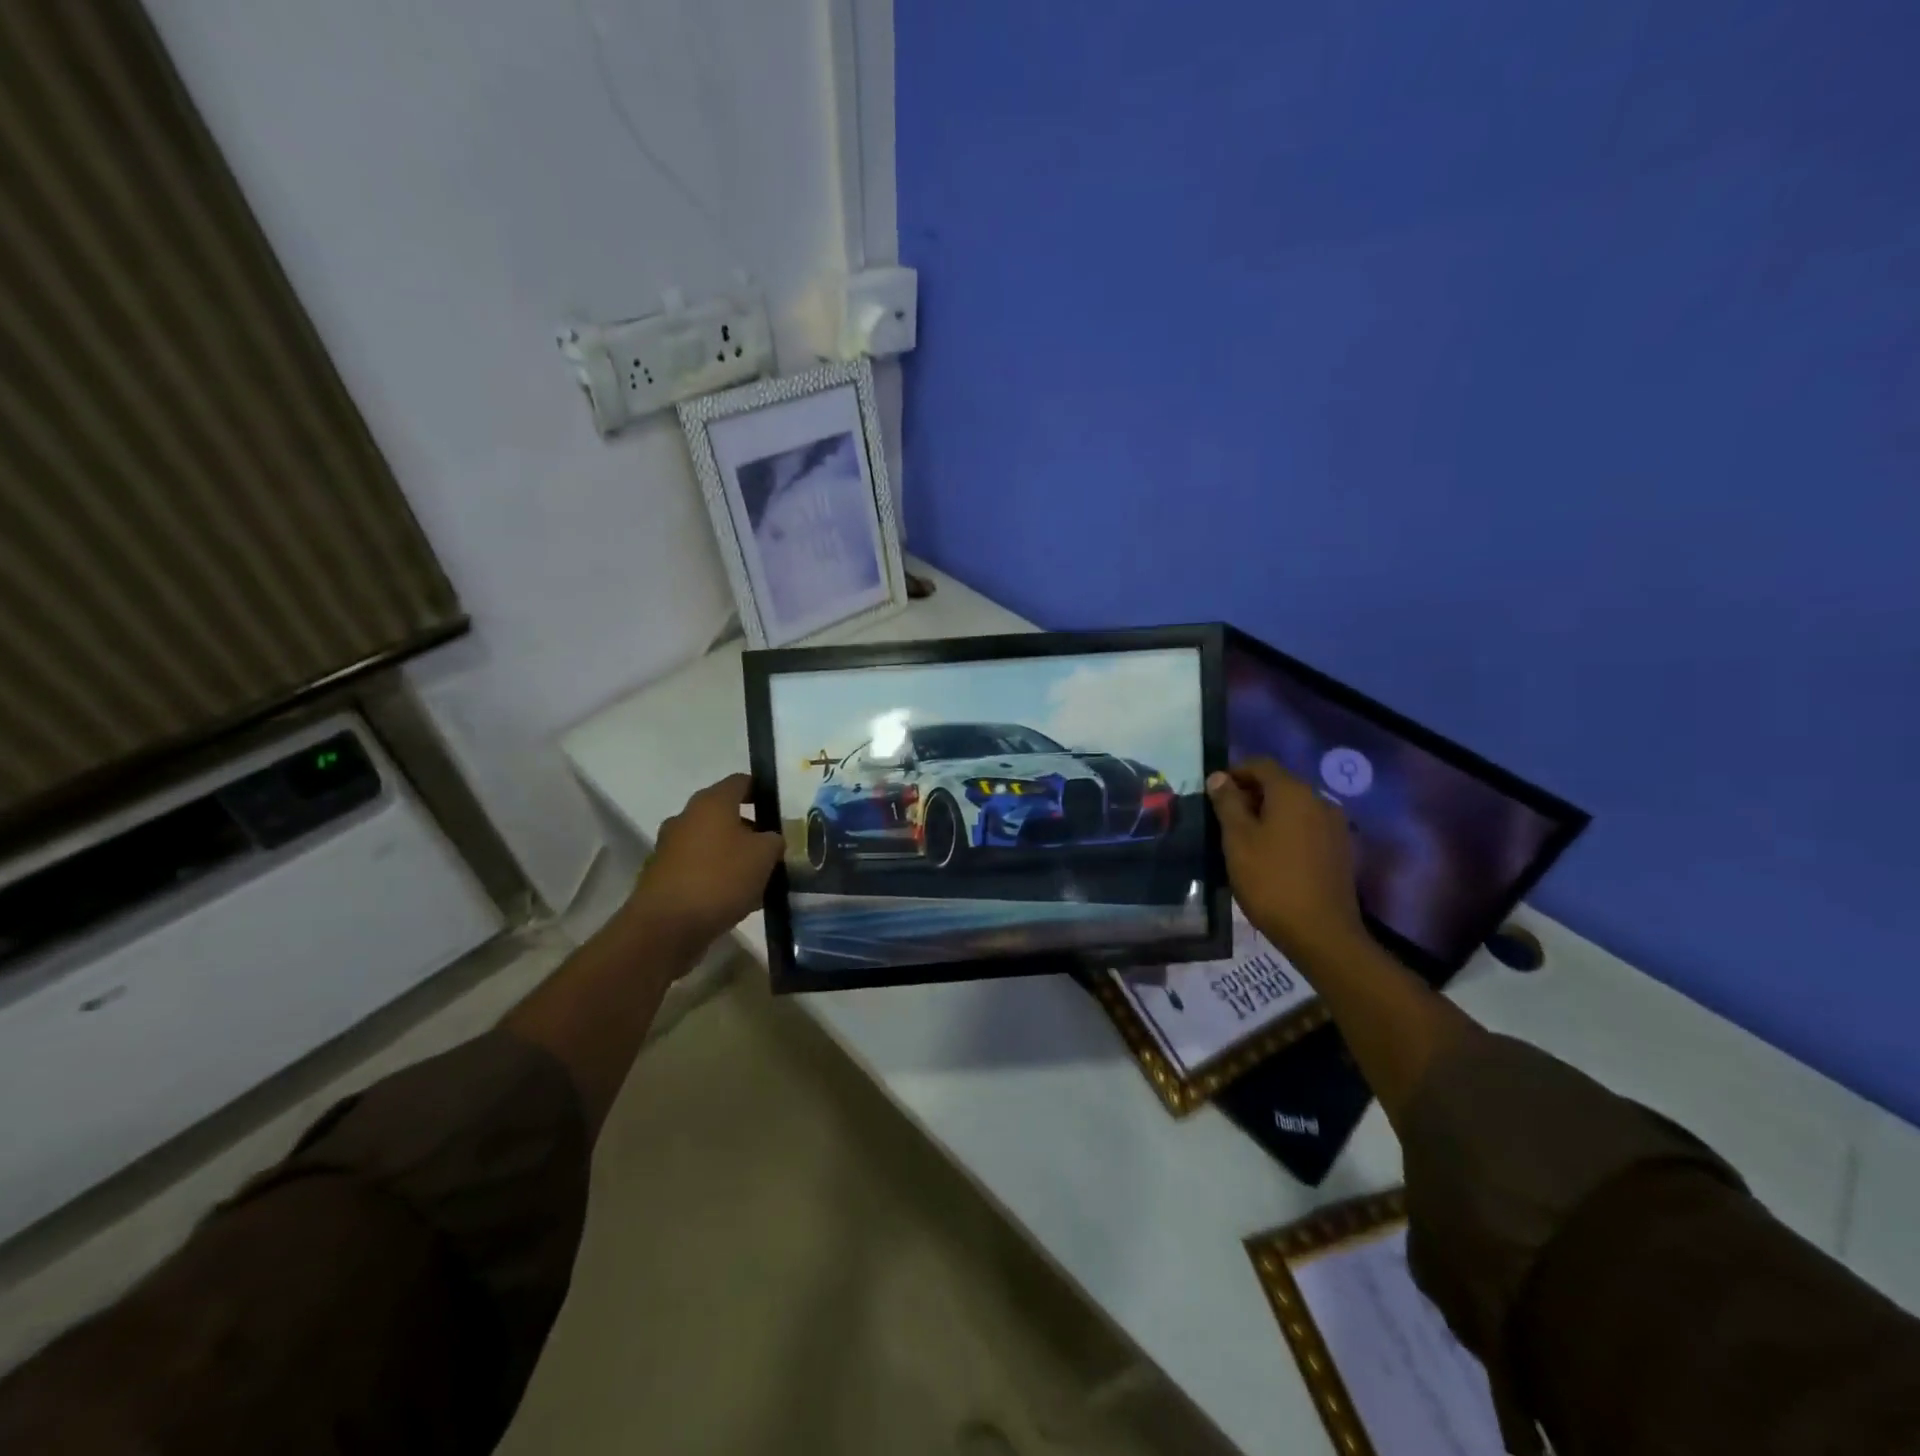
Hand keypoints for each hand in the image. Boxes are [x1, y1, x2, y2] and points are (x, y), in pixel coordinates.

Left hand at [621, 773, 784, 958]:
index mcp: (711, 803)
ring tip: (762, 878)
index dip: (764, 790)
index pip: (741, 782)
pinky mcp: (665, 877)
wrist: (665, 928)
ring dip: (736, 856)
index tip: (783, 808)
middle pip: (726, 814)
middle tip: (777, 847)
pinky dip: (719, 877)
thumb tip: (771, 839)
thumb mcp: (764, 855)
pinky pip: (701, 869)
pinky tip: (740, 899)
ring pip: (713, 844)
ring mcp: (671, 848)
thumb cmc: (720, 878)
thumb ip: (775, 840)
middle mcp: (687, 818)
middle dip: (752, 829)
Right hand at [1207, 758, 1366, 969]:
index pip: (1261, 764)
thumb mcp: (1237, 839)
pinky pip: (1307, 827)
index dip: (1234, 772)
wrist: (1321, 932)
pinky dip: (1286, 830)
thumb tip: (1219, 777)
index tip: (1213, 792)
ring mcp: (1334, 825)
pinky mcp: (1340, 849)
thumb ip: (1227, 803)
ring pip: (1294, 807)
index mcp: (1293, 792)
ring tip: (1244, 838)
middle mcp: (1319, 800)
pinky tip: (1271, 855)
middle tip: (1224, 818)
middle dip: (1250, 794)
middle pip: (1280, 784)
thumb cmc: (1271, 880)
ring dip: (1268, 813)